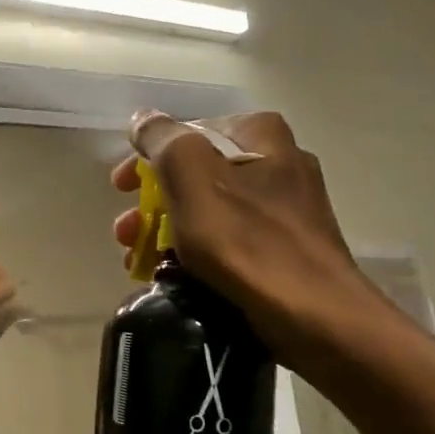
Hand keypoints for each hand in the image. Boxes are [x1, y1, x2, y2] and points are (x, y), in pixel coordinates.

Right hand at [112, 111, 391, 358]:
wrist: (314, 314)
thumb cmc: (246, 239)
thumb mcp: (191, 176)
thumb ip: (162, 139)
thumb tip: (143, 119)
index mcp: (260, 135)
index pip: (187, 133)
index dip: (146, 159)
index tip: (120, 190)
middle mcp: (280, 160)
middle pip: (197, 173)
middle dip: (154, 202)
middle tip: (125, 231)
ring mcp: (289, 206)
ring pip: (212, 209)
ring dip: (169, 230)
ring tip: (140, 261)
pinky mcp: (291, 247)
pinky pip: (232, 239)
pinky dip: (200, 252)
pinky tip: (177, 275)